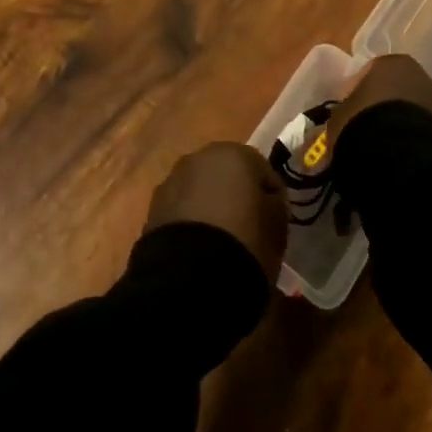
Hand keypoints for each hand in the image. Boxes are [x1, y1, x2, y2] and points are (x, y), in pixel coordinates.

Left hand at [145, 143, 287, 277]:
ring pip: (201, 191)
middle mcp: (199, 157)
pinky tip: (199, 250)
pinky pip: (182, 211)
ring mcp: (172, 181)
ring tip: (221, 243)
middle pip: (227, 175)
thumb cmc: (245, 242)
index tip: (276, 221)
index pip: (262, 170)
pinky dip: (192, 224)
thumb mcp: (278, 224)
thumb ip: (275, 204)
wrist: (189, 278)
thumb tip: (267, 200)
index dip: (272, 196)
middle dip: (236, 196)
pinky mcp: (153, 209)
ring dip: (210, 207)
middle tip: (247, 228)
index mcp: (234, 153)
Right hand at [331, 55, 431, 151]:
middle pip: (400, 88)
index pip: (372, 71)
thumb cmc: (361, 124)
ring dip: (405, 123)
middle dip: (388, 104)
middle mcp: (421, 76)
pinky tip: (404, 157)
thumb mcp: (339, 115)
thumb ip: (345, 110)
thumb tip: (346, 118)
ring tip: (387, 147)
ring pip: (417, 110)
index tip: (352, 111)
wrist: (398, 157)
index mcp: (391, 63)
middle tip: (371, 127)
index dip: (361, 92)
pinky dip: (418, 141)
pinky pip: (428, 132)